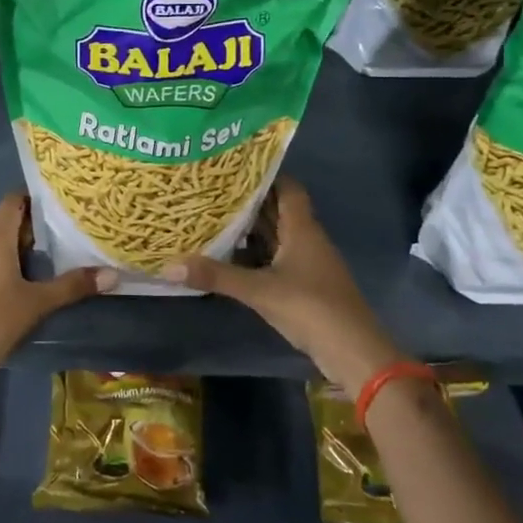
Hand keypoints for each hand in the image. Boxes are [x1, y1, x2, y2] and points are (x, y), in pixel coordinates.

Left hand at [0, 192, 115, 381]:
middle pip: (9, 222)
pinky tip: (32, 278)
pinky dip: (13, 263)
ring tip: (57, 252)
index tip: (61, 199)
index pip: (13, 200)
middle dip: (36, 223)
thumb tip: (112, 274)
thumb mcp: (38, 302)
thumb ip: (73, 286)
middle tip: (69, 227)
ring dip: (25, 246)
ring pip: (1, 244)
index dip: (34, 195)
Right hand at [162, 177, 403, 394]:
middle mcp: (307, 240)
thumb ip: (216, 276)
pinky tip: (229, 257)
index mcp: (302, 229)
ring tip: (212, 218)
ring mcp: (307, 264)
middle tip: (211, 191)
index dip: (265, 175)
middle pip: (277, 211)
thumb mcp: (259, 291)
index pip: (287, 188)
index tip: (233, 168)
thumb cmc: (311, 308)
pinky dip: (254, 255)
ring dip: (249, 229)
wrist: (354, 353)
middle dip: (248, 201)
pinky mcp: (305, 286)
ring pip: (275, 236)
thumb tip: (168, 266)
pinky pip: (276, 259)